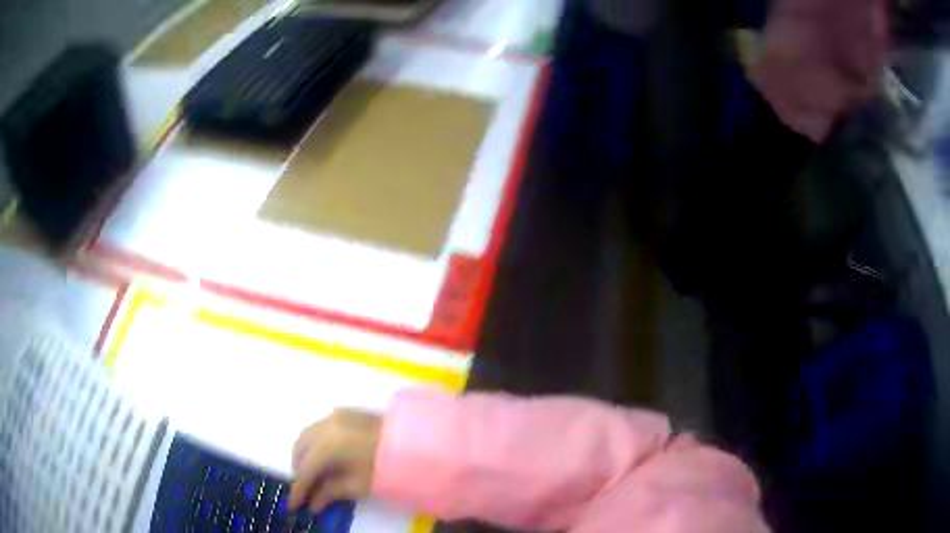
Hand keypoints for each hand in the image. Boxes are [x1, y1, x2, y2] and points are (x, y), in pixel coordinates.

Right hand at [290, 408, 382, 512]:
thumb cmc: (388, 467)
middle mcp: (325, 425)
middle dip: (300, 470)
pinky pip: (319, 427)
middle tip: (304, 490)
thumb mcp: (358, 485)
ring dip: (304, 455)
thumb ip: (331, 492)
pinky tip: (323, 457)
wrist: (418, 441)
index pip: (306, 471)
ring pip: (307, 435)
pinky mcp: (344, 412)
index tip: (293, 505)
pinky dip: (314, 442)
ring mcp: (334, 415)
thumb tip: (314, 504)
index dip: (299, 490)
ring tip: (312, 475)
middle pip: (301, 449)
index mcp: (327, 445)